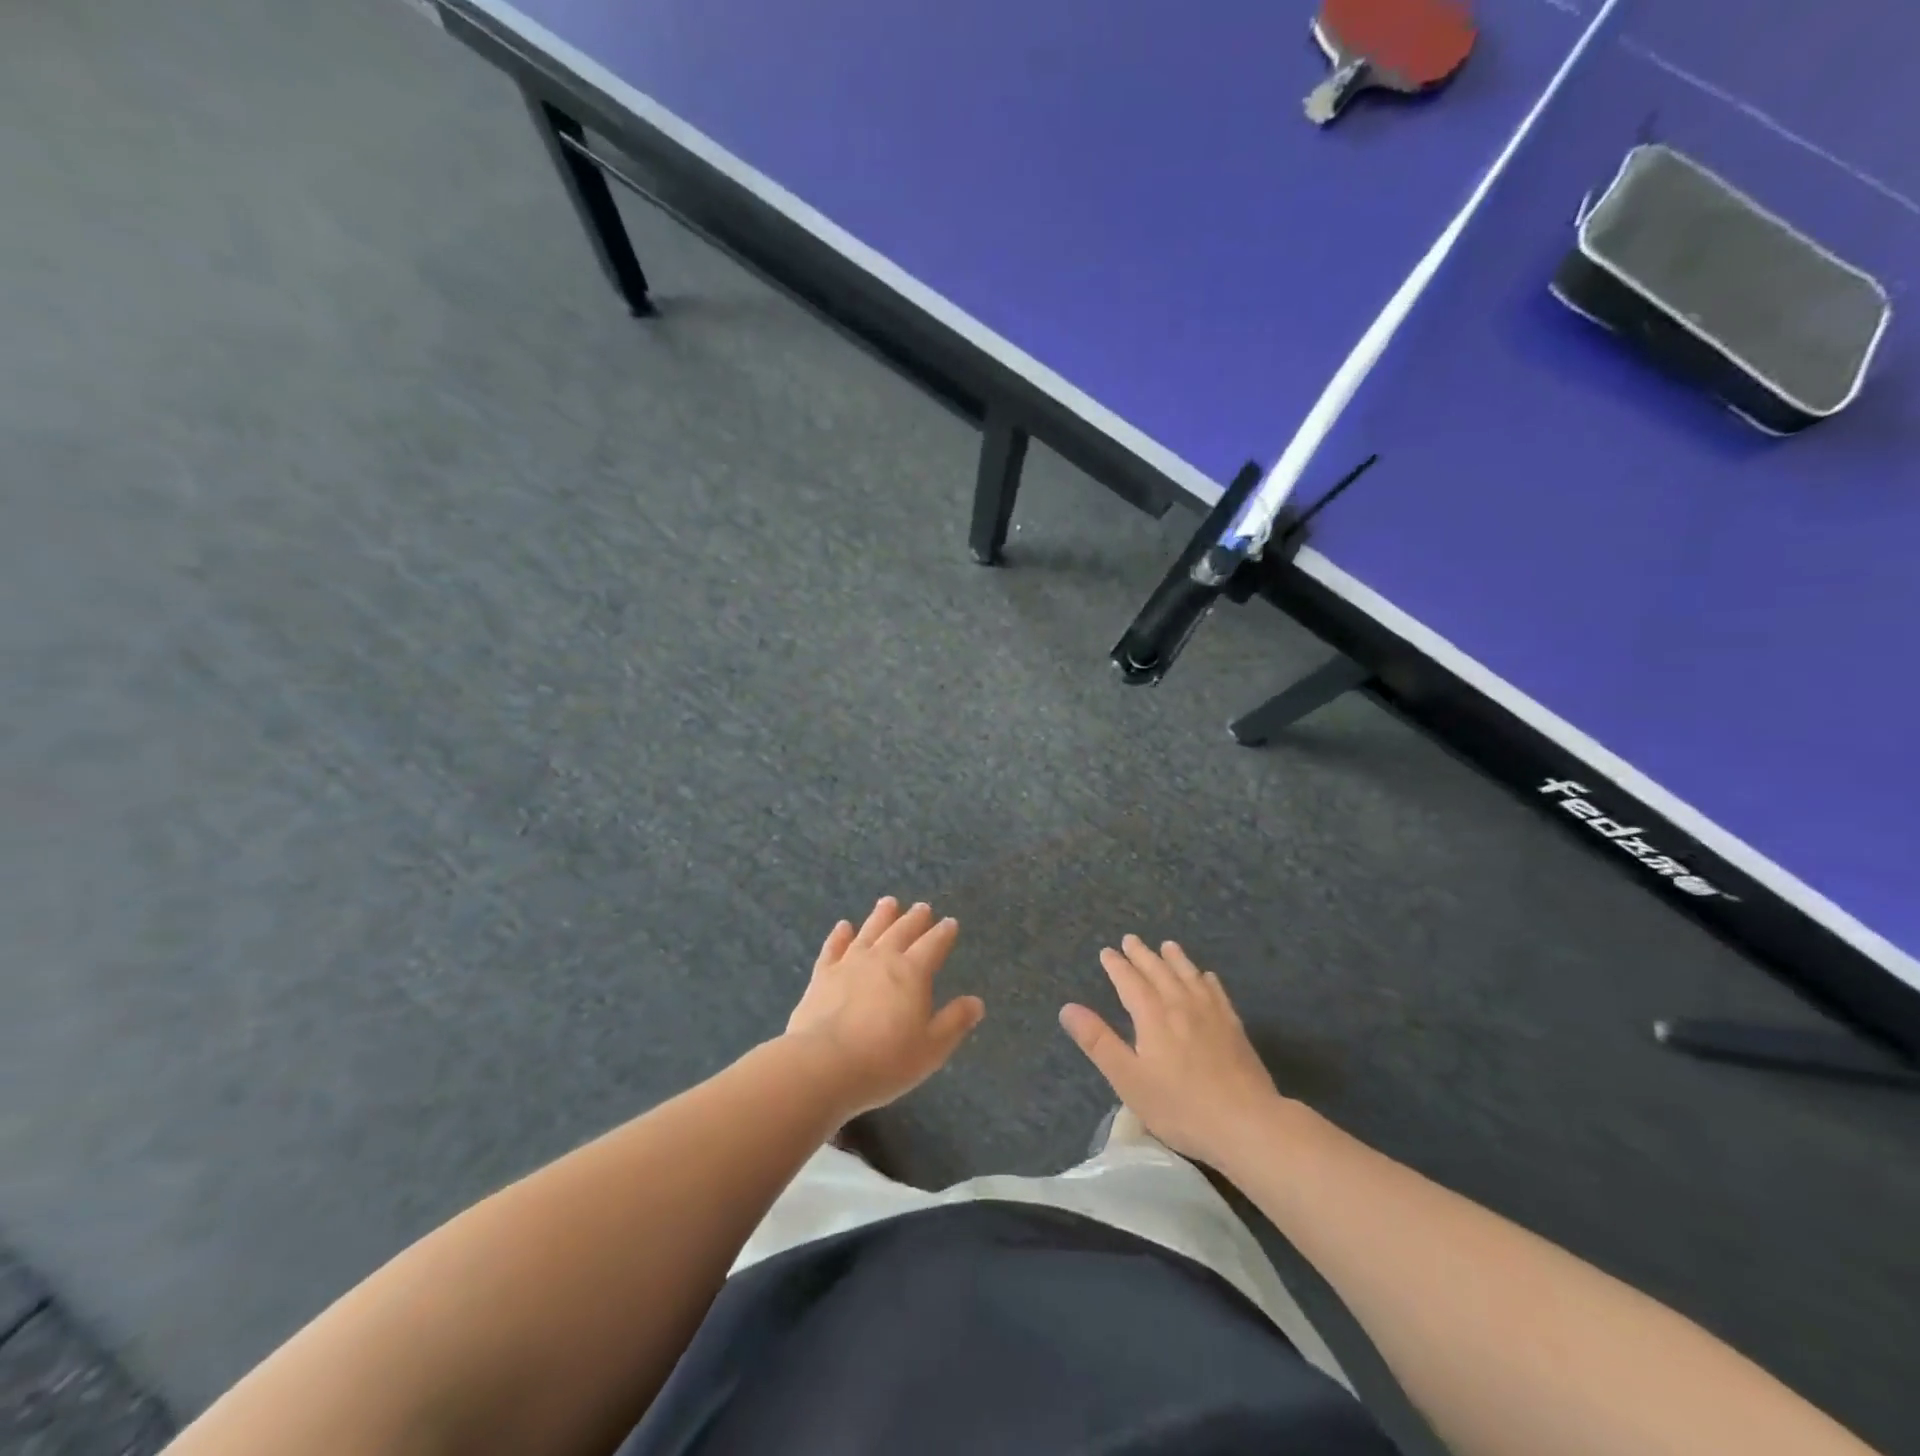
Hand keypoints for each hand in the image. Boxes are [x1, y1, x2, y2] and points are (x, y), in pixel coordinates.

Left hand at [783, 897, 984, 1116]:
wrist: (823, 1064)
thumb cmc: (884, 1060)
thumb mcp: (931, 1048)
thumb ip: (954, 1022)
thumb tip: (976, 1002)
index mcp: (912, 973)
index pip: (933, 945)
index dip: (943, 933)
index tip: (950, 922)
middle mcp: (882, 959)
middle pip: (902, 932)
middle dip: (915, 919)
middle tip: (922, 907)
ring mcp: (849, 964)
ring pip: (869, 931)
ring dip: (881, 916)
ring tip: (889, 902)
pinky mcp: (822, 975)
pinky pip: (833, 948)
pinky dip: (839, 935)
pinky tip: (843, 926)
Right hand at [1059, 936, 1285, 1167]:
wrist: (1246, 1122)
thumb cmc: (1180, 1105)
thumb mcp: (1128, 1078)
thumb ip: (1098, 1042)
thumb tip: (1068, 1008)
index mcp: (1152, 1015)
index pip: (1130, 981)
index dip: (1117, 966)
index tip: (1107, 952)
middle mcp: (1181, 1004)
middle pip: (1159, 971)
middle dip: (1142, 954)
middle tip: (1131, 939)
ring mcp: (1211, 1014)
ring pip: (1189, 975)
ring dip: (1175, 959)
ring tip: (1168, 946)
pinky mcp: (1234, 1027)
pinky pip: (1217, 992)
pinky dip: (1207, 979)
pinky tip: (1207, 977)